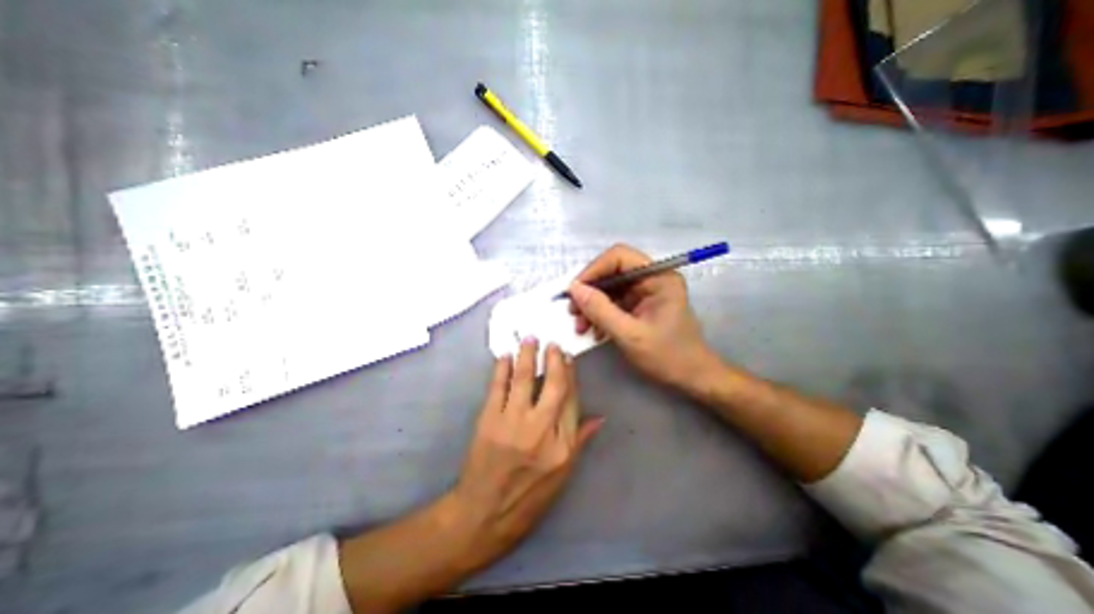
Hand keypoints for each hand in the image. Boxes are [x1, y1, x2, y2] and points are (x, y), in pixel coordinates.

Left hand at [454, 339, 605, 568]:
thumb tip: (600, 417)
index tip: (568, 358)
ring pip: (524, 380)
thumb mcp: (562, 476)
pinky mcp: (489, 421)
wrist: (483, 516)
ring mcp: (513, 424)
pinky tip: (504, 356)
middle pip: (552, 385)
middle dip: (553, 359)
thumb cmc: (528, 499)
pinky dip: (501, 369)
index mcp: (562, 446)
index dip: (570, 375)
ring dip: (527, 356)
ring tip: (530, 339)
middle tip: (552, 343)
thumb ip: (579, 441)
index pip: (571, 399)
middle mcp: (541, 430)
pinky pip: (498, 388)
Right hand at [563, 242, 718, 391]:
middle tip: (573, 312)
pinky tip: (593, 331)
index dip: (593, 270)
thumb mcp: (630, 335)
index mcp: (658, 276)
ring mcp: (644, 291)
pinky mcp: (638, 305)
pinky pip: (612, 302)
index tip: (574, 291)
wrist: (691, 377)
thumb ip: (601, 310)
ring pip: (608, 288)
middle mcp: (651, 278)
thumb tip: (573, 289)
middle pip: (611, 271)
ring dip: (591, 305)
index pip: (619, 257)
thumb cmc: (668, 356)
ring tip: (581, 326)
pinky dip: (599, 314)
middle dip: (589, 291)